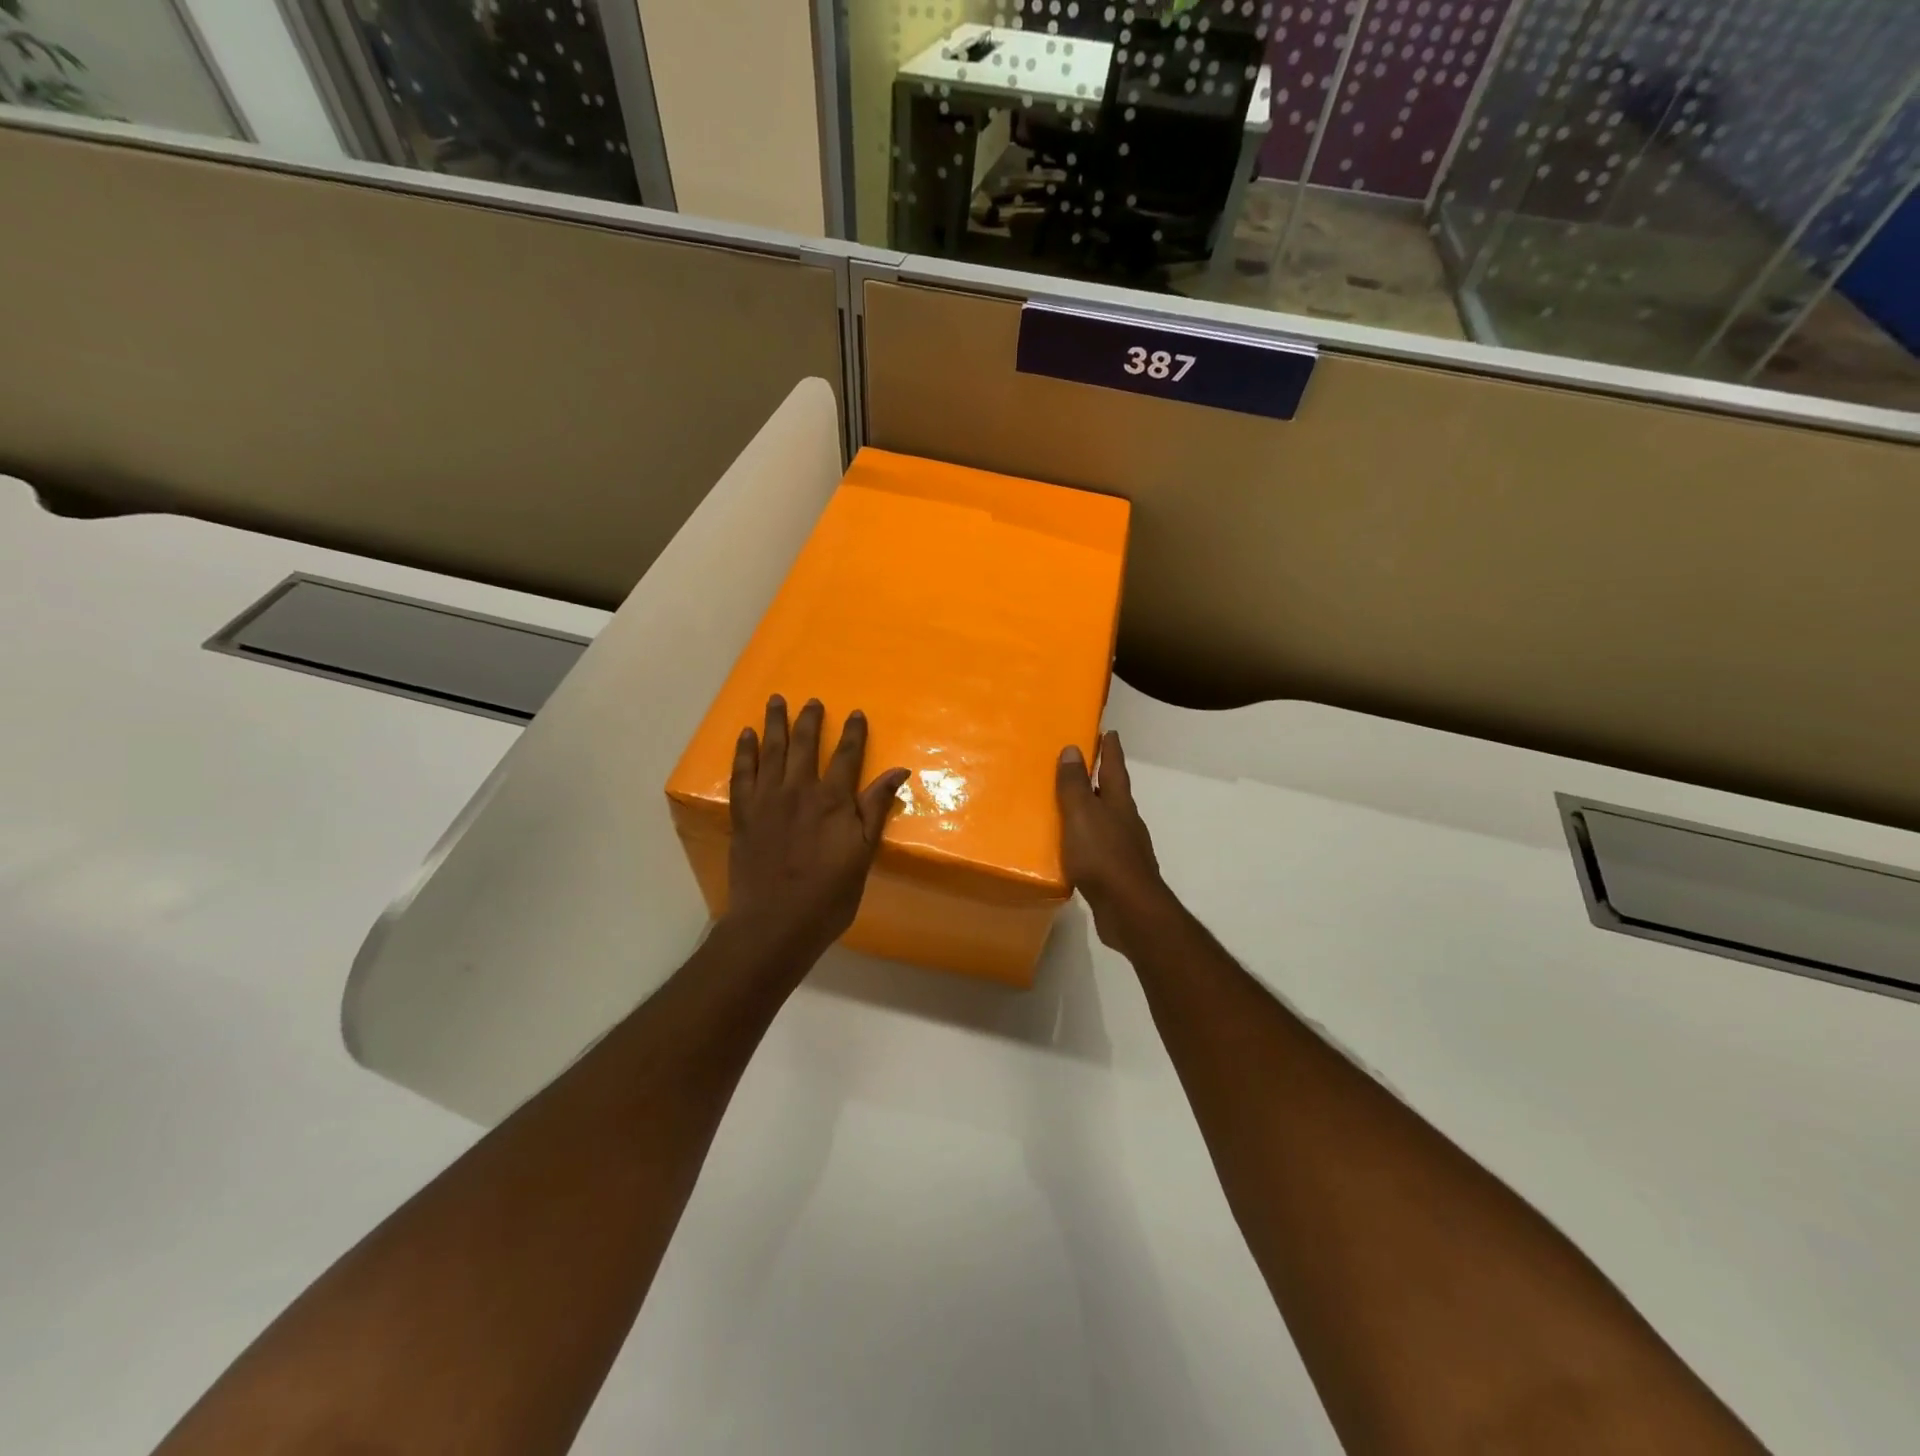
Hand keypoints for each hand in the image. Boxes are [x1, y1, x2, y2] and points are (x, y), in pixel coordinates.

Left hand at [722, 696, 908, 968]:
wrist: (775, 923)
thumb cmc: (828, 896)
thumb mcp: (863, 855)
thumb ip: (876, 810)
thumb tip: (898, 772)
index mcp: (833, 801)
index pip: (847, 756)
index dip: (854, 734)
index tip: (857, 714)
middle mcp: (799, 790)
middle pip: (806, 745)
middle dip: (811, 720)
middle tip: (813, 702)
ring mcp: (767, 800)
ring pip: (772, 750)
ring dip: (775, 723)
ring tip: (777, 701)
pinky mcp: (743, 813)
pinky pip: (742, 773)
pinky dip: (744, 751)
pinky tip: (746, 736)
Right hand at [1056, 731, 1174, 951]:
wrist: (1129, 911)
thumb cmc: (1104, 857)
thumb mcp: (1082, 815)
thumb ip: (1075, 785)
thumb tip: (1072, 749)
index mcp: (1119, 804)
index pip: (1114, 769)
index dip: (1111, 750)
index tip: (1110, 731)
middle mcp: (1126, 823)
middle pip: (1113, 794)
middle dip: (1101, 779)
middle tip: (1083, 766)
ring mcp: (1125, 850)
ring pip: (1106, 822)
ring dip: (1092, 812)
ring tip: (1070, 807)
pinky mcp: (1117, 875)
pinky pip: (1099, 849)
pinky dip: (1087, 842)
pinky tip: (1073, 849)